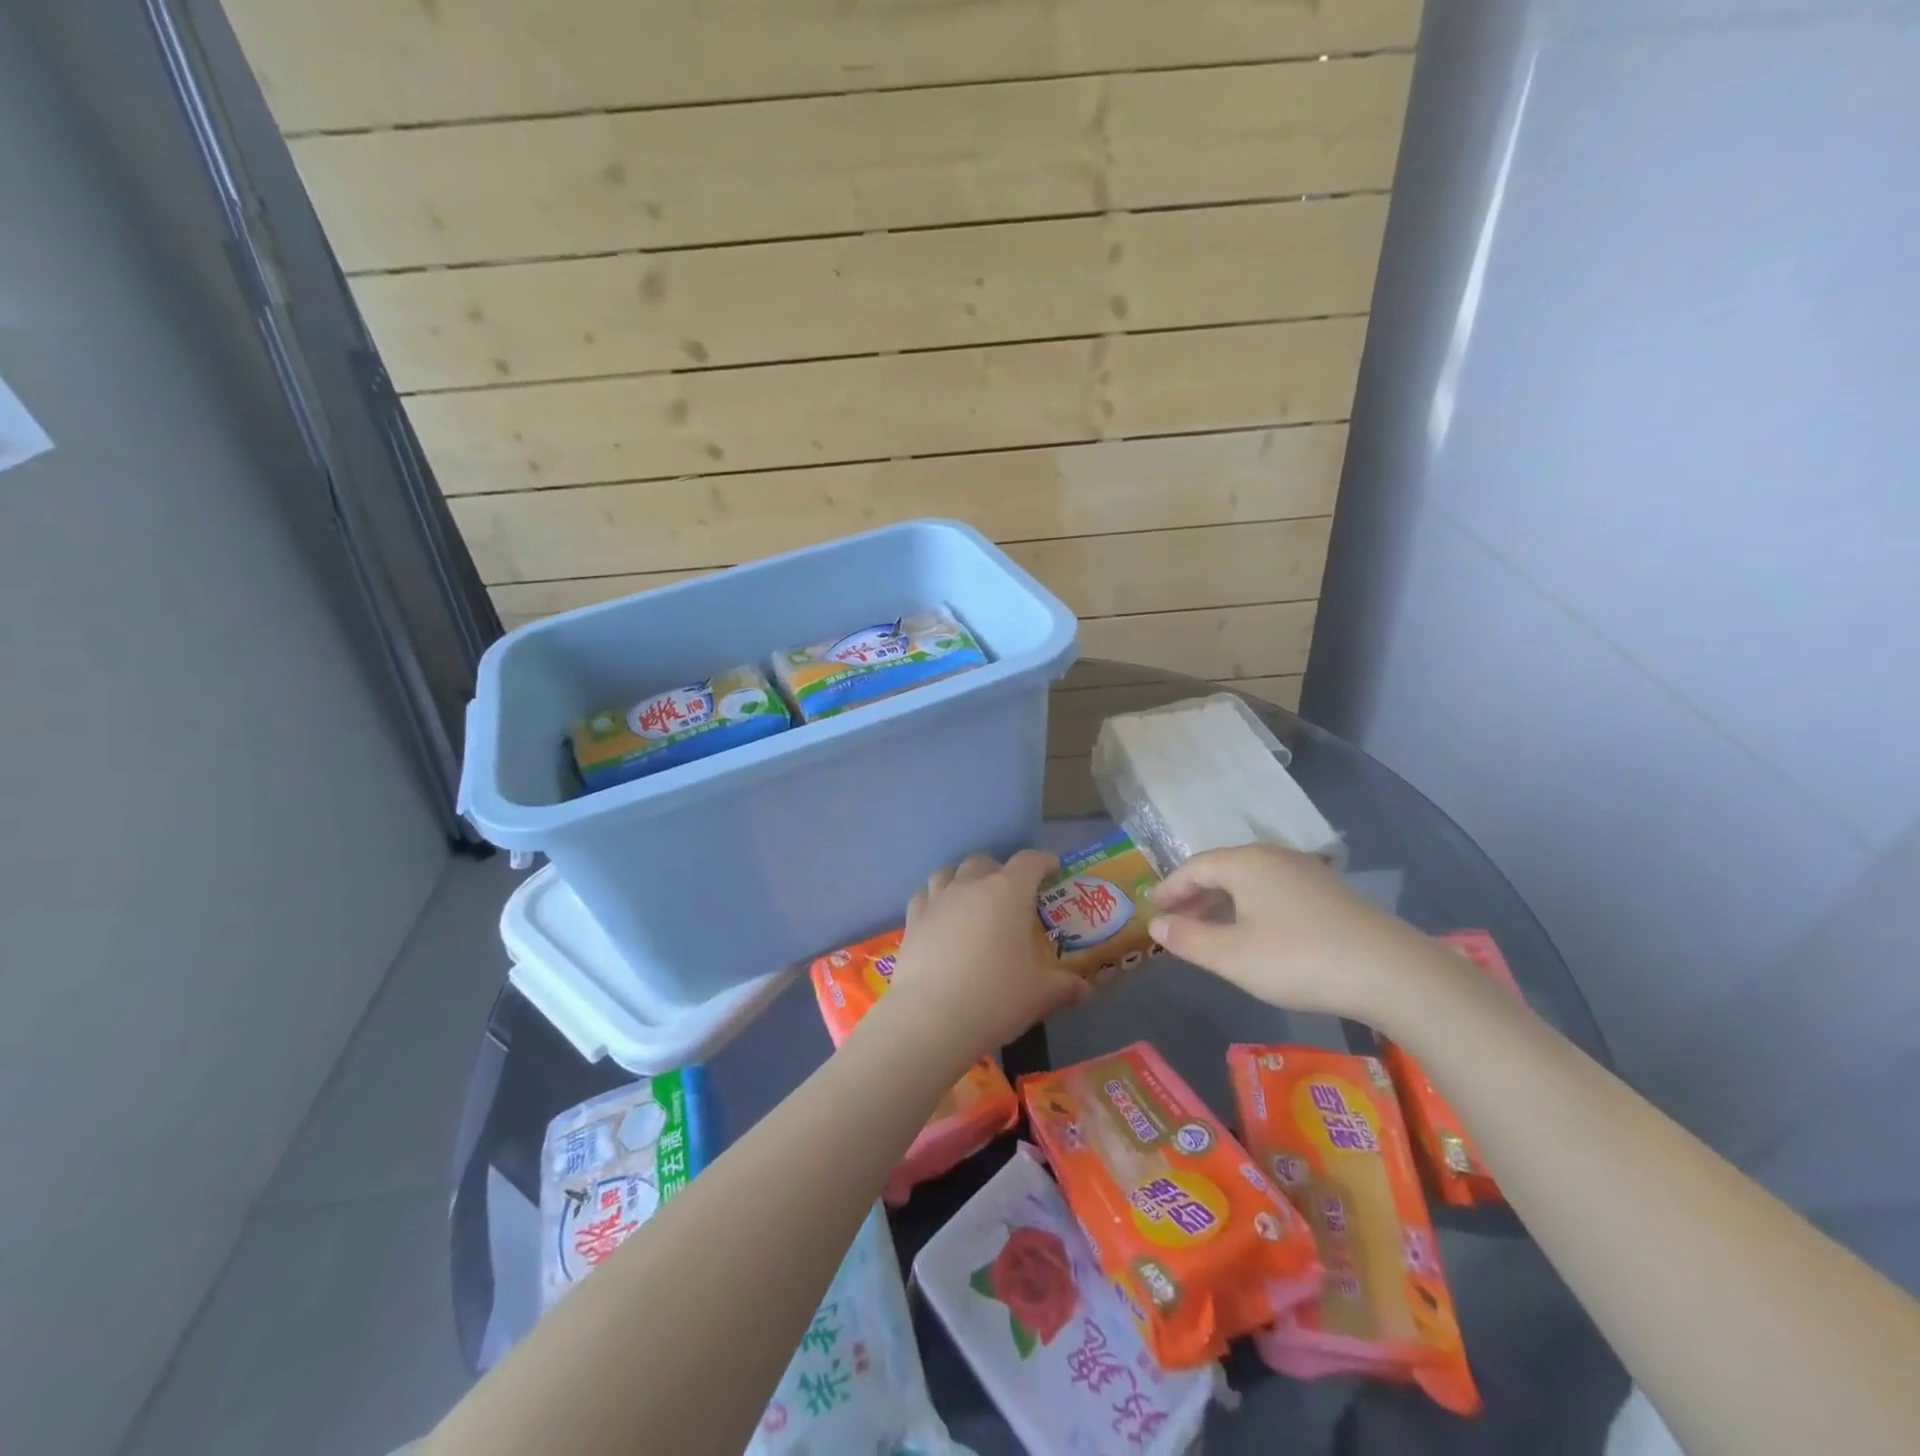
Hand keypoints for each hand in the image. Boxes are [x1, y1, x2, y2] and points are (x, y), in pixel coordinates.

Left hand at [878, 851, 1089, 1064]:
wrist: (931, 1018)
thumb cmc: (995, 998)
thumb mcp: (1040, 995)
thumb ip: (1065, 987)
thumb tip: (1084, 989)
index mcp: (1008, 892)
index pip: (1029, 861)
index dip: (1043, 862)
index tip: (1052, 871)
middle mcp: (971, 885)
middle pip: (985, 862)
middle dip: (1000, 872)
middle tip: (1011, 897)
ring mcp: (937, 900)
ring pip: (949, 872)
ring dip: (963, 880)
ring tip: (972, 902)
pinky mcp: (912, 919)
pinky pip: (925, 896)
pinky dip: (935, 900)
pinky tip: (941, 919)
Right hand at [1146, 843, 1446, 1021]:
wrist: (1390, 972)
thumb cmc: (1297, 958)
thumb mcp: (1231, 955)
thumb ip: (1188, 938)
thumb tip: (1157, 924)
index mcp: (1245, 863)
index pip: (1195, 867)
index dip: (1171, 887)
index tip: (1153, 907)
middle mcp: (1274, 857)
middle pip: (1222, 869)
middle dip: (1195, 894)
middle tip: (1175, 920)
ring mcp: (1306, 873)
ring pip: (1250, 881)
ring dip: (1223, 902)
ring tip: (1210, 929)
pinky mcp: (1330, 894)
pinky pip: (1274, 891)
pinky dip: (1251, 907)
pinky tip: (1254, 933)